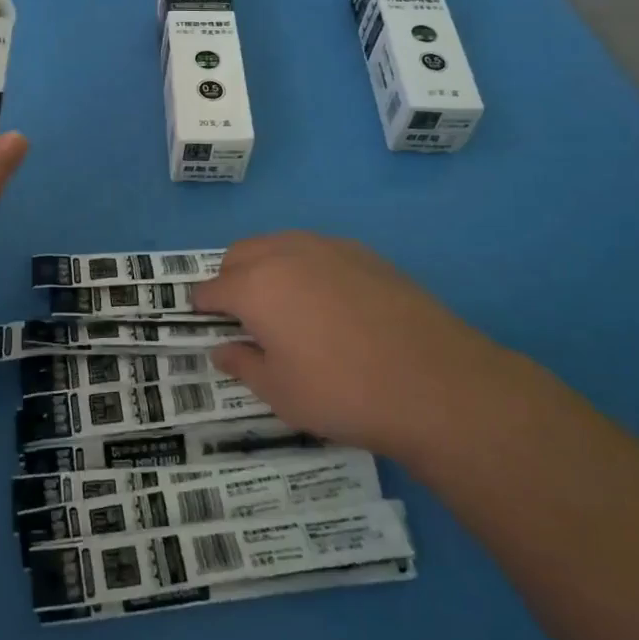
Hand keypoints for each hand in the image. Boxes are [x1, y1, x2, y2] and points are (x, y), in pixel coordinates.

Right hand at [196, 232, 510, 458]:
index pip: (211, 289)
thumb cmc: (344, 393)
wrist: (436, 383)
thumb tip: (223, 349)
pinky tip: (329, 303)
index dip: (202, 307)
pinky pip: (317, 250)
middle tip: (244, 317)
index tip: (204, 323)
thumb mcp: (281, 394)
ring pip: (278, 245)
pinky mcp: (364, 253)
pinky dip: (305, 267)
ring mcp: (327, 248)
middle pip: (239, 255)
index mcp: (255, 287)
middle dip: (230, 280)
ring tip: (285, 307)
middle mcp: (285, 254)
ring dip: (266, 267)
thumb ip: (244, 366)